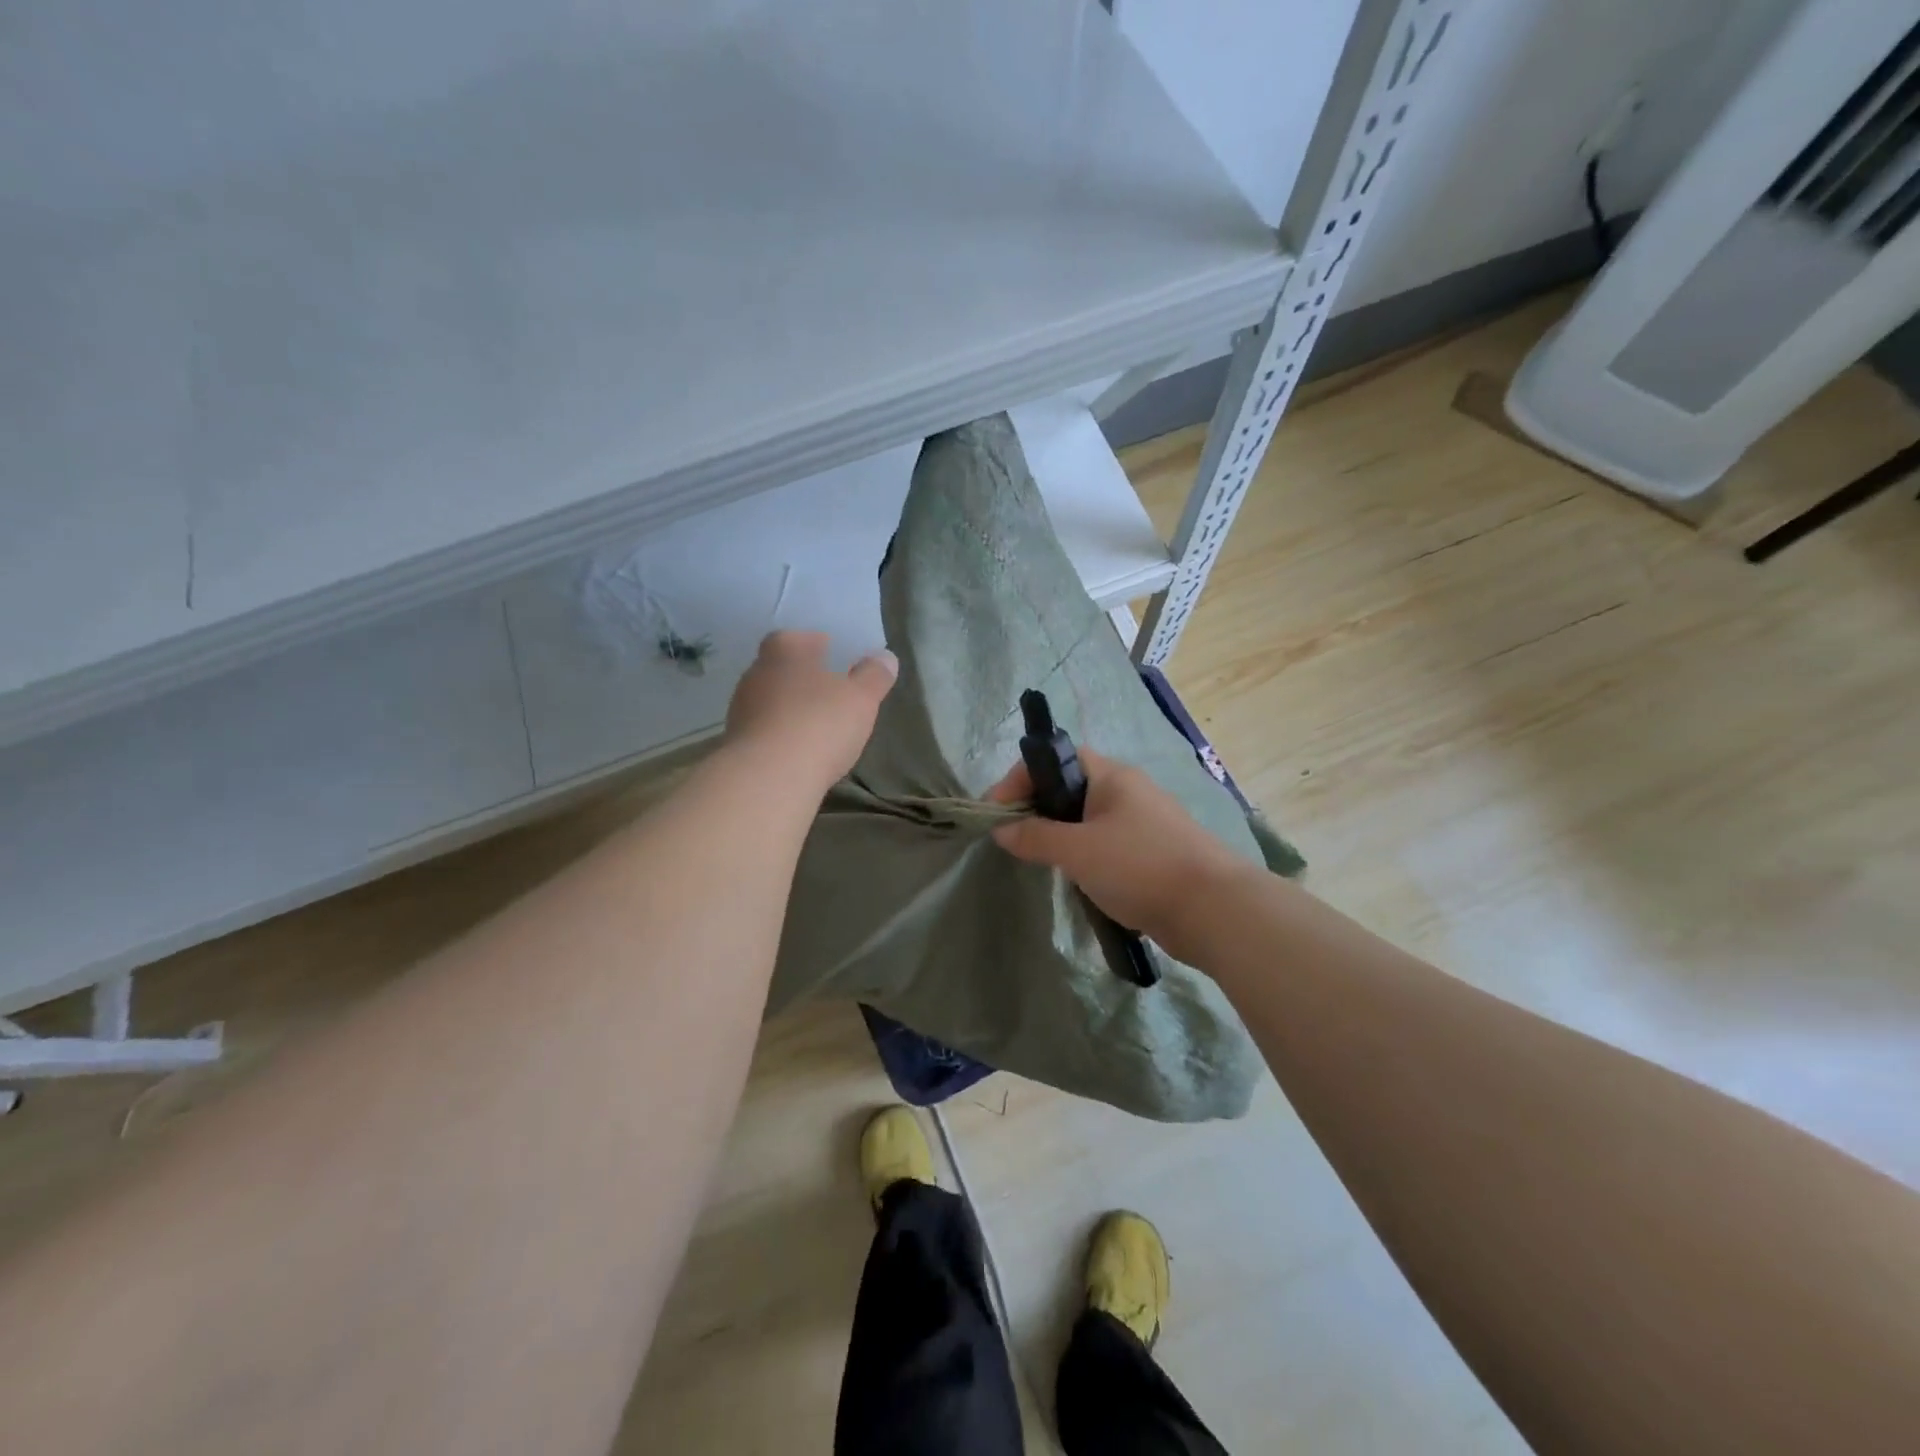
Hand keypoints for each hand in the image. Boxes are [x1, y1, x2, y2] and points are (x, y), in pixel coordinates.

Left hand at [724, 631, 896, 790]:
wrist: (768, 778)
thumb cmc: (819, 724)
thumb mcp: (861, 698)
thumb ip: (874, 676)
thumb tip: (885, 658)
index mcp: (784, 650)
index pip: (797, 637)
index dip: (816, 645)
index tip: (835, 657)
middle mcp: (756, 672)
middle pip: (782, 668)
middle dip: (804, 678)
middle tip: (830, 692)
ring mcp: (740, 708)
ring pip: (770, 700)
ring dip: (790, 708)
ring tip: (816, 724)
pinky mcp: (736, 743)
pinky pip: (764, 730)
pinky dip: (780, 735)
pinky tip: (799, 750)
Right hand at [988, 749, 1244, 963]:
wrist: (1213, 910)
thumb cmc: (1139, 866)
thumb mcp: (1077, 850)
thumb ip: (1035, 837)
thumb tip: (1002, 829)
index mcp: (1111, 776)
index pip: (1055, 758)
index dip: (1021, 779)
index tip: (997, 813)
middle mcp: (1127, 791)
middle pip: (1069, 788)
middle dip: (1038, 810)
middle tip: (1015, 840)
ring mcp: (1142, 823)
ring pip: (1087, 820)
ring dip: (1060, 836)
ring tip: (1042, 861)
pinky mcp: (1151, 853)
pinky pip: (1105, 845)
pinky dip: (1084, 856)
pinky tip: (1077, 880)